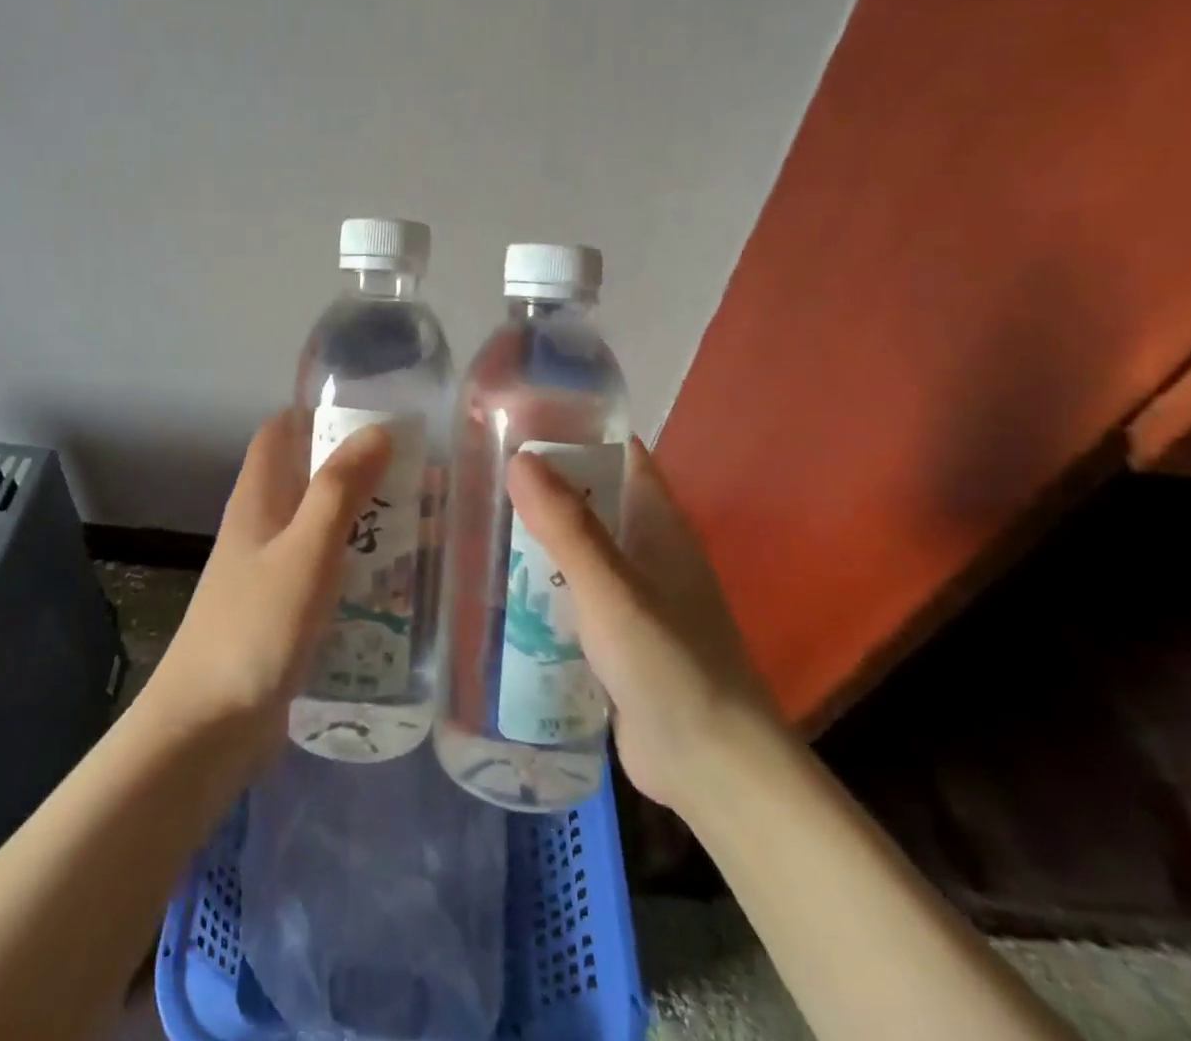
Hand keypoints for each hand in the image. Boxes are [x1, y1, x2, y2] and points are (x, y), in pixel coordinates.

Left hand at [143, 411, 391, 757]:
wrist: (207, 728)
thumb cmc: (256, 628)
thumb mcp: (305, 552)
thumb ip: (340, 491)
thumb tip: (376, 430)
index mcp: (258, 499)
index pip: (281, 431)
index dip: (319, 414)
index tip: (375, 416)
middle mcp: (262, 526)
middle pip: (309, 477)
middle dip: (359, 471)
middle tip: (419, 478)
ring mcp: (270, 571)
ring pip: (322, 527)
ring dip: (365, 521)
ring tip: (424, 528)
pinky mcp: (284, 612)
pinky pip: (326, 572)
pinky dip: (358, 566)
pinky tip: (397, 584)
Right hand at [506, 437, 782, 813]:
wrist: (713, 769)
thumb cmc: (669, 664)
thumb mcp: (612, 589)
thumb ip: (567, 527)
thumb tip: (519, 457)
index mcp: (660, 524)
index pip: (622, 455)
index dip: (579, 431)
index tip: (520, 421)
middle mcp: (650, 551)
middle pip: (594, 499)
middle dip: (544, 485)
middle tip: (479, 474)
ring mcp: (635, 596)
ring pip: (581, 548)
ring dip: (540, 537)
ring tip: (477, 523)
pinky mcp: (618, 637)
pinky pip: (575, 594)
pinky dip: (544, 584)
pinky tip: (501, 589)